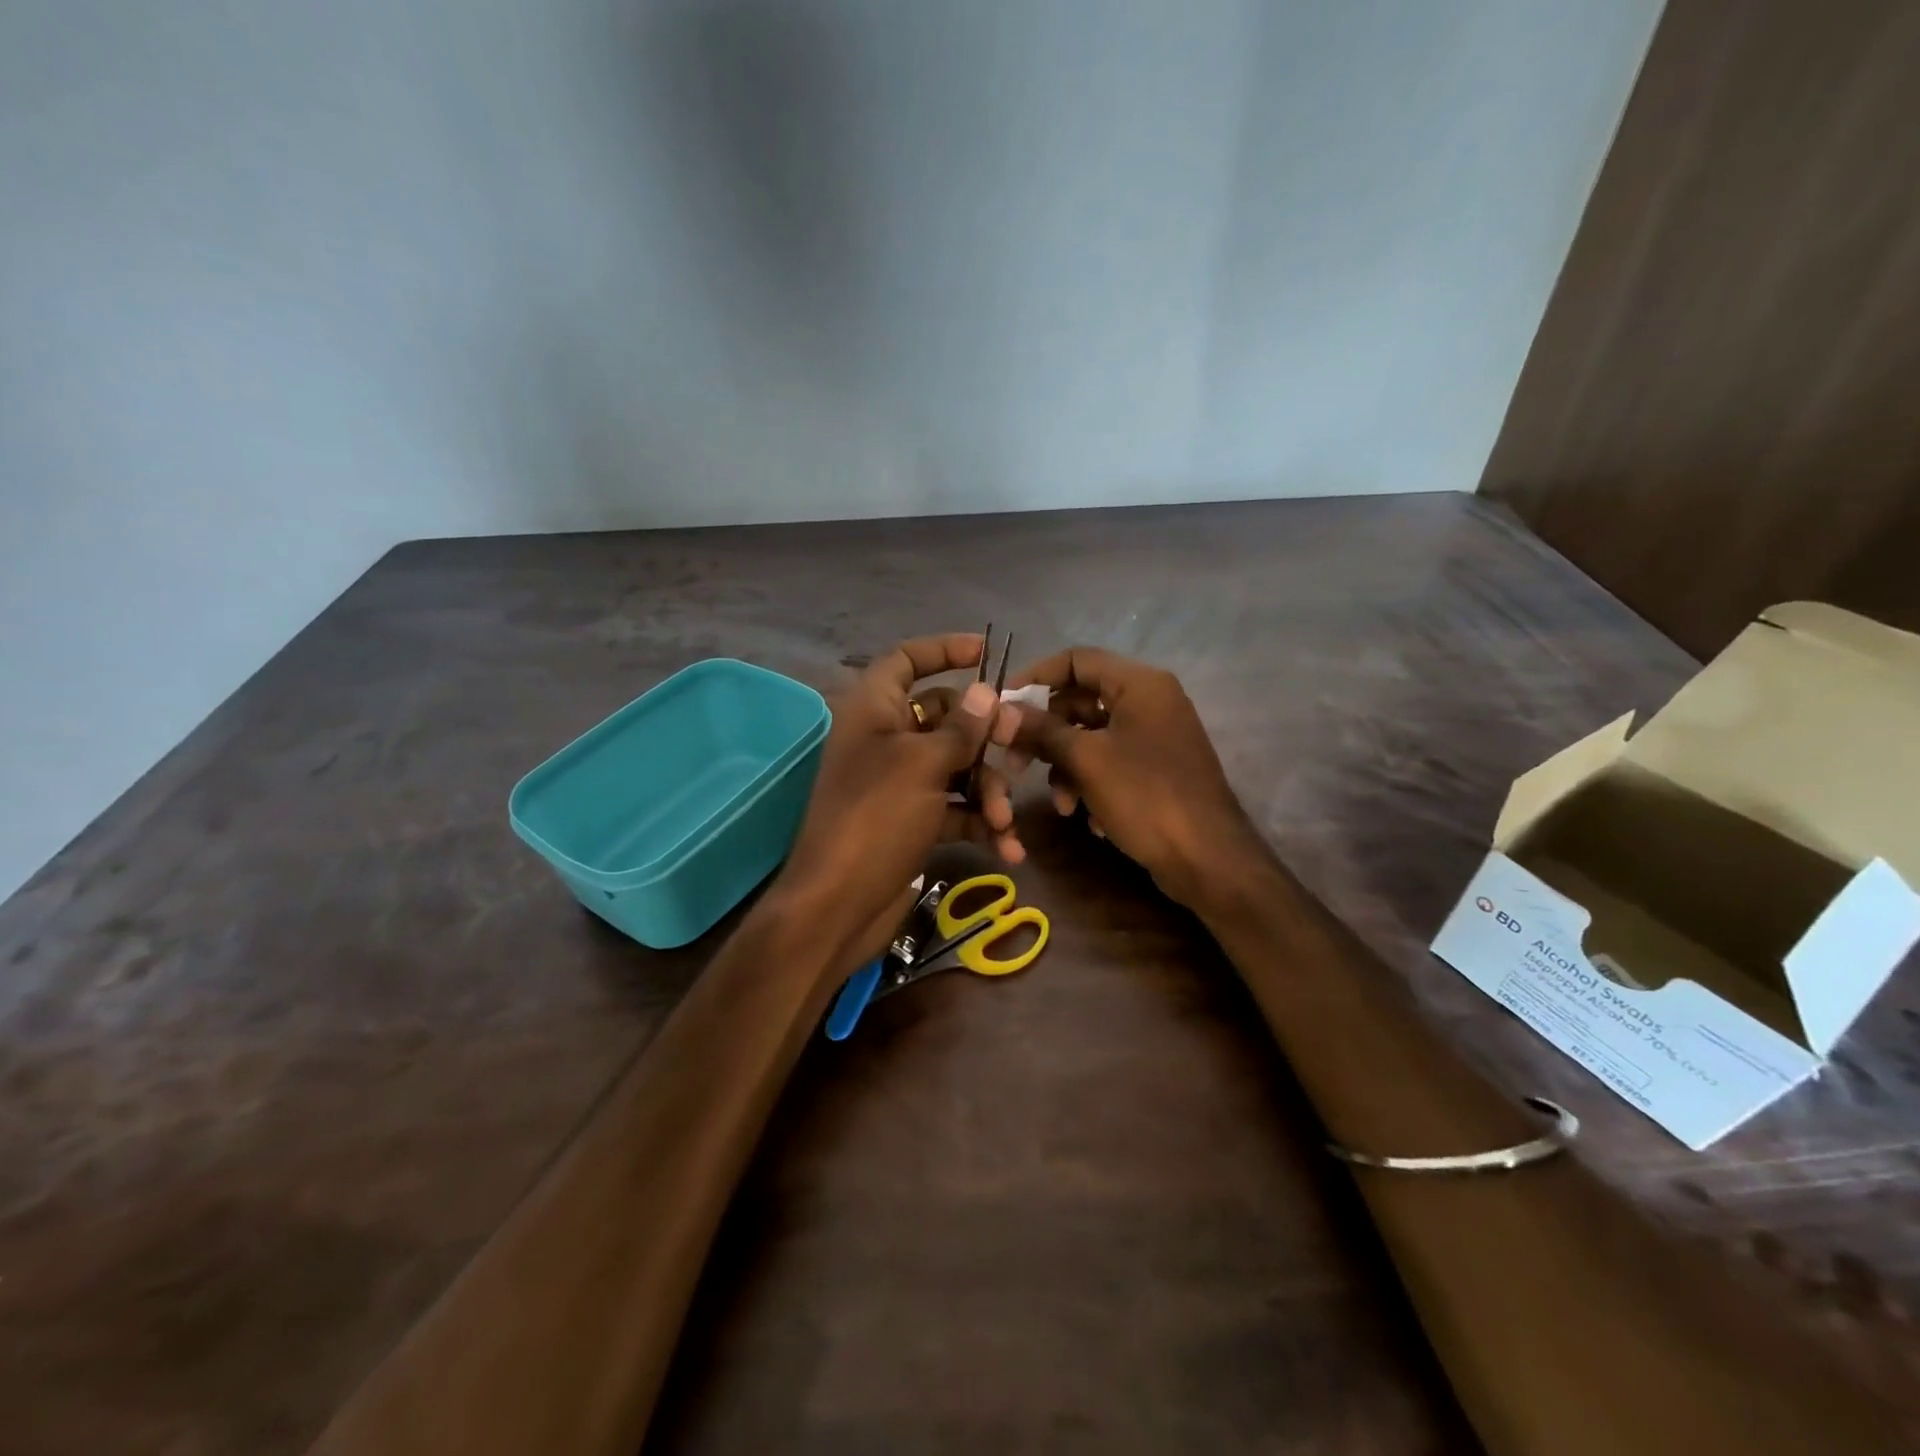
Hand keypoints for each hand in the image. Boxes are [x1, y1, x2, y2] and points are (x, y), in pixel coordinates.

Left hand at [774, 634, 1020, 970]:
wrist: (837, 906)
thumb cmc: (875, 818)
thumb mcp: (922, 765)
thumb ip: (960, 728)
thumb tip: (986, 692)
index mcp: (873, 711)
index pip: (905, 661)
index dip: (942, 649)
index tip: (985, 652)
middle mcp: (885, 741)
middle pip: (945, 718)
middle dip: (984, 737)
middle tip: (1017, 748)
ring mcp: (899, 784)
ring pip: (956, 767)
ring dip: (988, 790)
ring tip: (1005, 821)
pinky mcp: (912, 822)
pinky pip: (955, 809)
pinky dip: (980, 824)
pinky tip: (1008, 849)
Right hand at [990, 647, 1258, 910]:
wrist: (1208, 860)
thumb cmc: (1146, 798)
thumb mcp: (1086, 761)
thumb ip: (1043, 730)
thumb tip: (1003, 711)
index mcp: (1140, 684)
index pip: (1077, 659)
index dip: (1035, 677)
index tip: (1002, 704)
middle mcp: (1151, 701)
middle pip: (1082, 701)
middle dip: (1048, 735)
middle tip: (1017, 764)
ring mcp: (1156, 736)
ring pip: (1093, 737)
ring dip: (1068, 768)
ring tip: (1061, 804)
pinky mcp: (1157, 768)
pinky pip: (1112, 762)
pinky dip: (1093, 783)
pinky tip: (1089, 817)